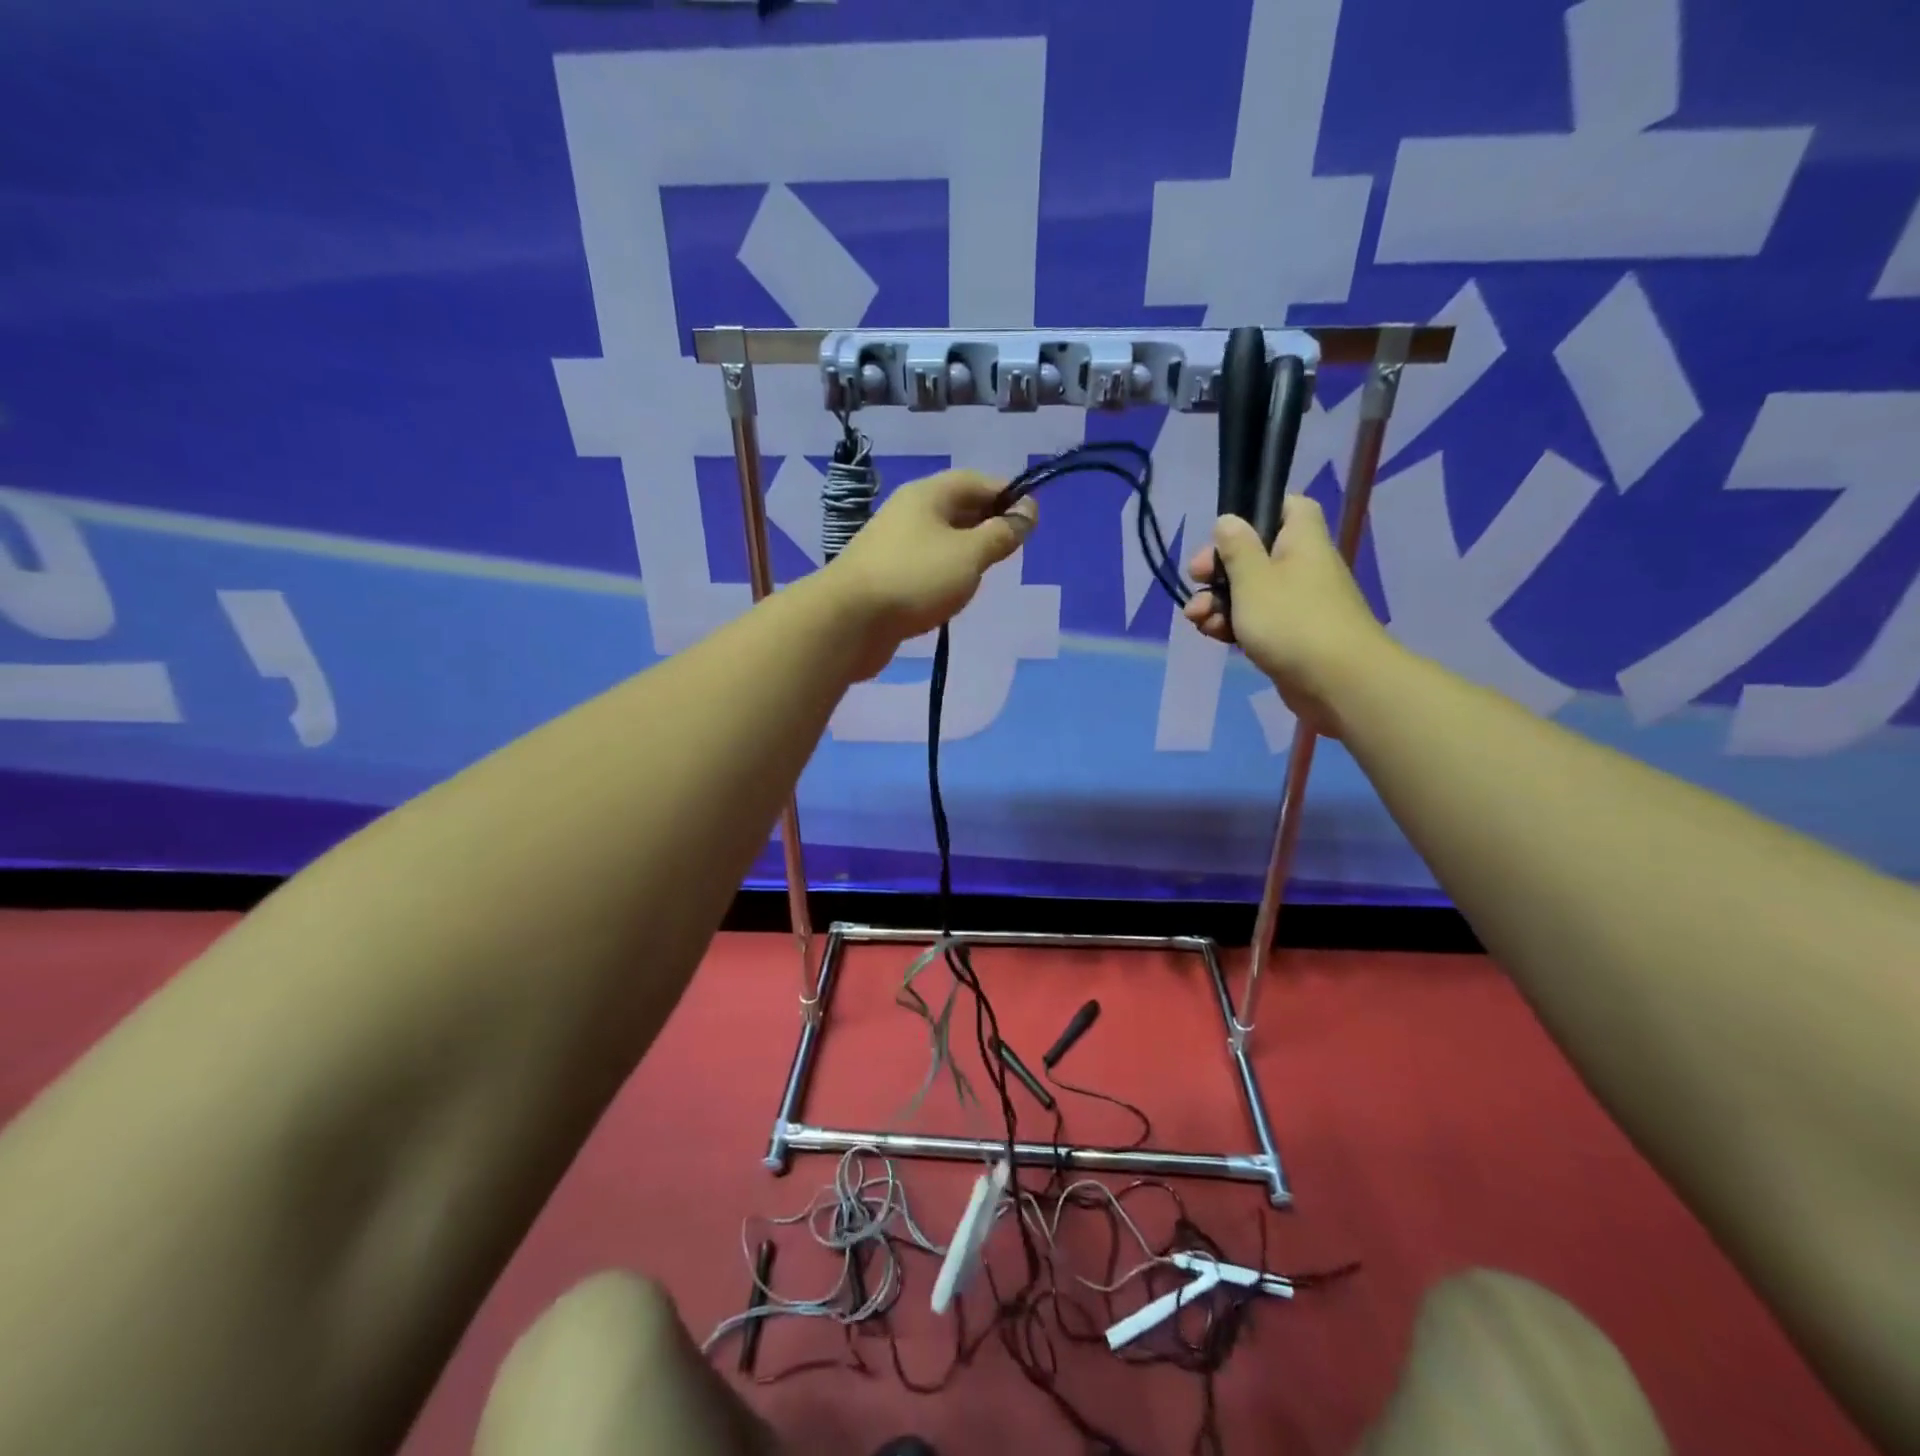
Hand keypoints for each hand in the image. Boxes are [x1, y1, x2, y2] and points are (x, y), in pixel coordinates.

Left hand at [825, 469, 1036, 679]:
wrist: (848, 621)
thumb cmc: (915, 579)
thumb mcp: (970, 554)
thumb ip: (1002, 533)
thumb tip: (1028, 512)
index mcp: (928, 494)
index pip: (976, 481)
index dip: (1007, 496)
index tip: (1031, 521)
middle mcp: (908, 512)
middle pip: (957, 508)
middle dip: (987, 524)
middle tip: (1011, 551)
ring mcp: (892, 545)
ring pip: (940, 539)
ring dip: (965, 552)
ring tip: (984, 574)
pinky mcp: (884, 576)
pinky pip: (924, 565)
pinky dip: (944, 574)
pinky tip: (952, 594)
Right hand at [1182, 495, 1392, 734]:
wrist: (1338, 683)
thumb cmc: (1292, 621)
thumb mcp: (1253, 579)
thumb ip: (1236, 548)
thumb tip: (1228, 520)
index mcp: (1301, 540)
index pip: (1287, 507)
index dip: (1256, 512)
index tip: (1225, 533)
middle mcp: (1301, 566)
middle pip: (1254, 554)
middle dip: (1219, 569)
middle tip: (1197, 579)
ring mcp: (1296, 603)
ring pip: (1249, 591)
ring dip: (1217, 602)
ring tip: (1196, 618)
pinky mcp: (1289, 635)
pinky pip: (1255, 621)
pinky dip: (1232, 624)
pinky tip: (1212, 635)